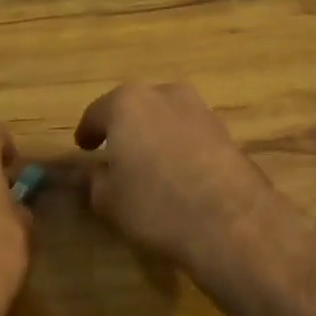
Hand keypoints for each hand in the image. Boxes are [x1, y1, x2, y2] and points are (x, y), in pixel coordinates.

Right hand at [75, 83, 305, 296]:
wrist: (231, 221)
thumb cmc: (157, 205)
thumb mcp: (110, 201)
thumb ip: (96, 182)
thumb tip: (94, 174)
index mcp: (127, 103)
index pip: (97, 112)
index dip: (88, 131)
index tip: (83, 146)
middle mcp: (164, 94)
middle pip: (135, 107)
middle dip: (124, 127)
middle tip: (115, 151)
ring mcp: (199, 109)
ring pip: (166, 116)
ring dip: (155, 133)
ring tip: (149, 162)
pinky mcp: (225, 130)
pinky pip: (190, 133)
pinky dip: (180, 145)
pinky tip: (179, 172)